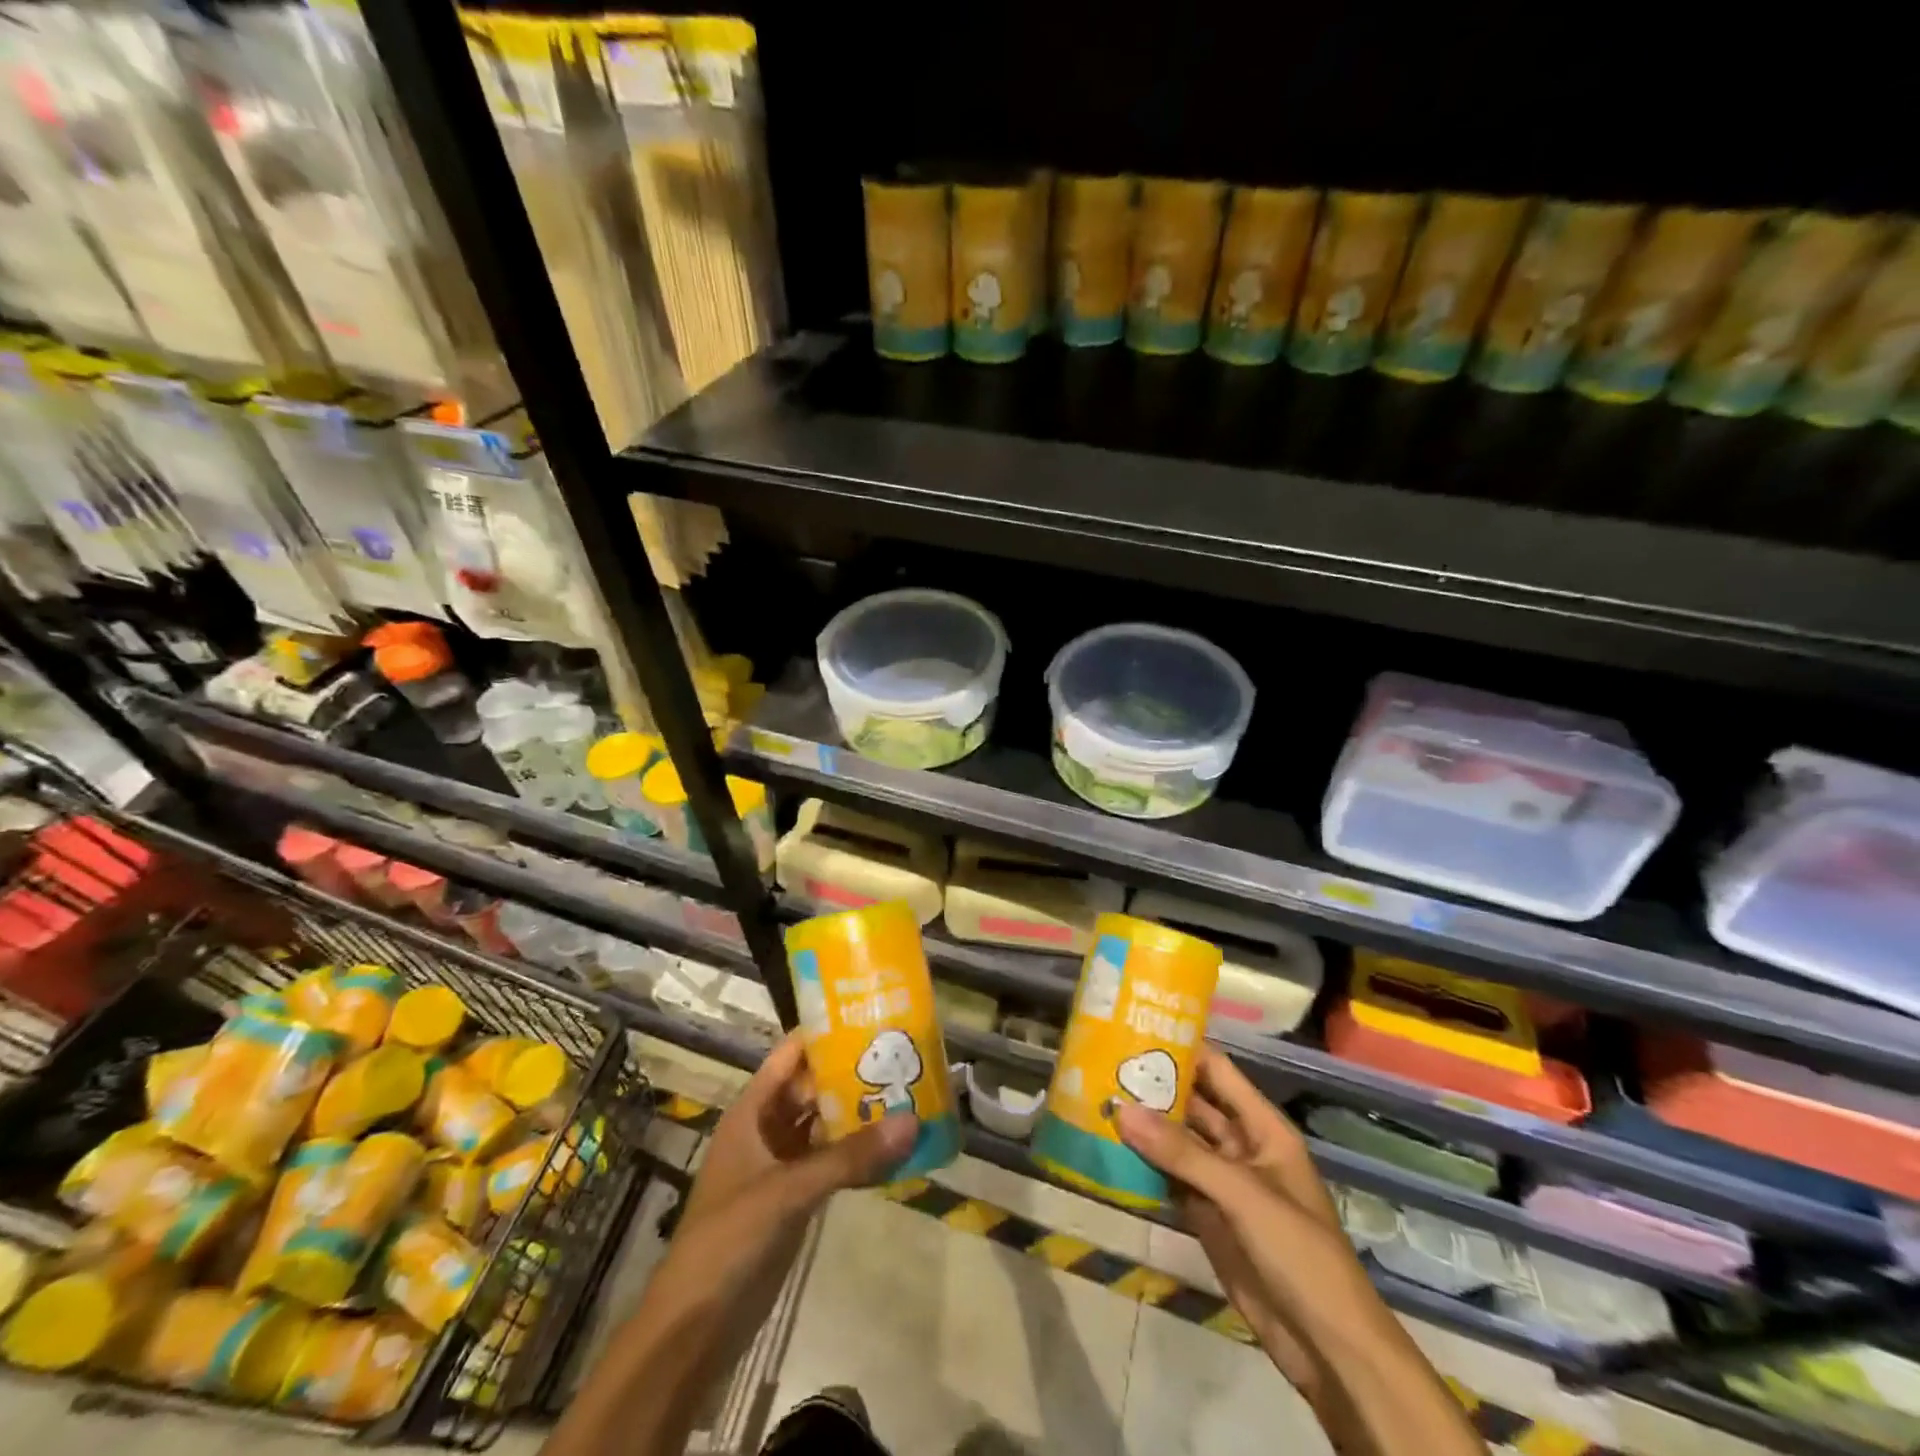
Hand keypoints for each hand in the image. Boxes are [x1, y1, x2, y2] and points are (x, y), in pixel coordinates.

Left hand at [545, 1037, 915, 1455]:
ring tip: (908, 1093)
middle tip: (903, 1056)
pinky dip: (857, 1154)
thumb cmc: (728, 1239)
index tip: (871, 1015)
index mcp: (752, 1112)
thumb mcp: (788, 1190)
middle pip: (813, 1088)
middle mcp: (767, 1130)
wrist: (694, 1328)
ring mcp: (780, 1165)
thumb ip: (849, 1158)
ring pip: (824, 1125)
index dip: (825, 1033)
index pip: (791, 1055)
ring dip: (858, 1114)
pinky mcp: (793, 1199)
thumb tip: (911, 1121)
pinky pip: (830, 1163)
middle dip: (852, 1073)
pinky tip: (893, 1149)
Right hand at [1114, 1047, 1358, 1406]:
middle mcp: (1240, 1146)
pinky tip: (1109, 1150)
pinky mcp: (1206, 1216)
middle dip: (1154, 1086)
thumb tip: (1122, 1109)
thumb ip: (1182, 1153)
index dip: (1182, 1047)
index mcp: (1262, 1127)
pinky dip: (1144, 1166)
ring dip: (1144, 1126)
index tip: (1136, 1026)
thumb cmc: (1299, 1252)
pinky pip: (1171, 1179)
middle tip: (1102, 1062)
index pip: (1217, 1071)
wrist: (1327, 1346)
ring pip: (1177, 1142)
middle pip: (1193, 1105)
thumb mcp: (1242, 1194)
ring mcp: (1222, 1183)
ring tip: (1096, 1098)